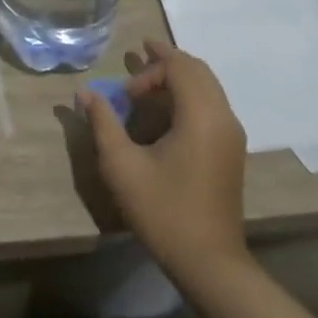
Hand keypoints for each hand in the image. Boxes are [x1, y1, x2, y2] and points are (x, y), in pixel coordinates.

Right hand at [80, 41, 249, 280]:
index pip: (179, 67)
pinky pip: (213, 103)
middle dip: (167, 60)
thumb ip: (103, 123)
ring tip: (150, 79)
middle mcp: (223, 116)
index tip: (125, 93)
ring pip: (208, 85)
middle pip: (197, 69)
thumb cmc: (163, 211)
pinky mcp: (232, 149)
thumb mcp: (122, 166)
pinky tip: (169, 108)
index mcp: (201, 115)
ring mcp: (232, 133)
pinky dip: (191, 93)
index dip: (149, 70)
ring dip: (180, 76)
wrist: (209, 262)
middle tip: (139, 55)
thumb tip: (84, 92)